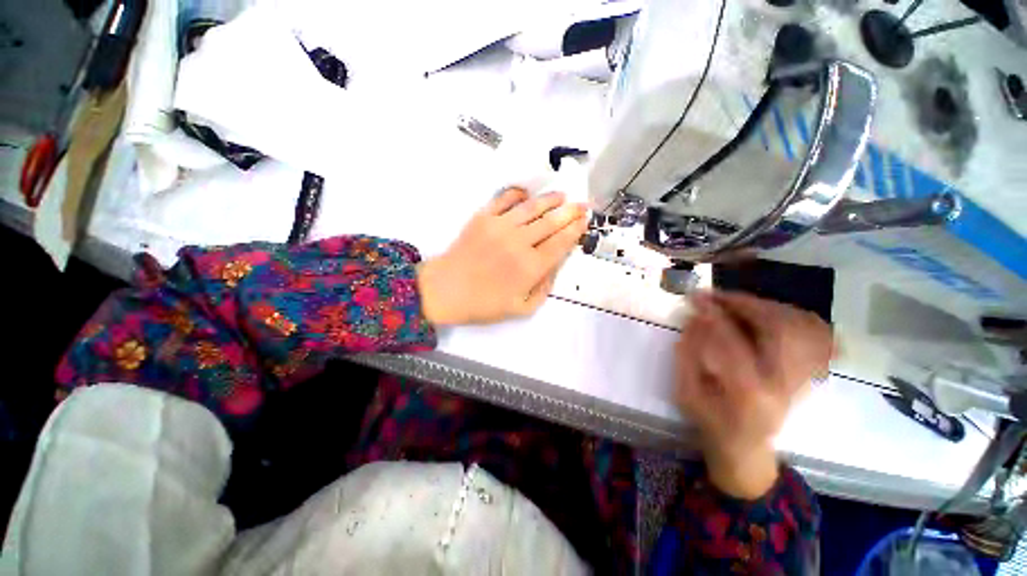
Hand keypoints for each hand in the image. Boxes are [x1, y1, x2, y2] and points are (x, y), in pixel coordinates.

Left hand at [417, 188, 587, 325]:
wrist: (446, 290)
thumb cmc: (484, 303)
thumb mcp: (522, 308)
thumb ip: (544, 288)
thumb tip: (554, 266)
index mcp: (531, 267)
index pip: (561, 242)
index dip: (575, 230)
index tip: (584, 221)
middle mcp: (519, 242)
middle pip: (551, 222)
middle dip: (570, 212)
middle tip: (582, 205)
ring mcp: (500, 226)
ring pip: (532, 207)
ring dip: (550, 200)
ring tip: (561, 196)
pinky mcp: (483, 217)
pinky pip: (504, 199)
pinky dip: (518, 194)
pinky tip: (527, 194)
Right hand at [675, 291, 833, 498]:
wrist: (746, 446)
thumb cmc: (710, 422)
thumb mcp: (686, 392)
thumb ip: (687, 354)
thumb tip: (694, 318)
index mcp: (749, 394)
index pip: (735, 344)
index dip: (715, 316)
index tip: (696, 298)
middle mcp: (785, 383)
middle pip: (779, 329)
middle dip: (745, 303)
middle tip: (715, 295)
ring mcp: (803, 377)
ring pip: (799, 326)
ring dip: (764, 306)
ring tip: (734, 302)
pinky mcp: (807, 371)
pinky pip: (812, 332)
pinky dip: (788, 314)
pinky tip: (762, 312)